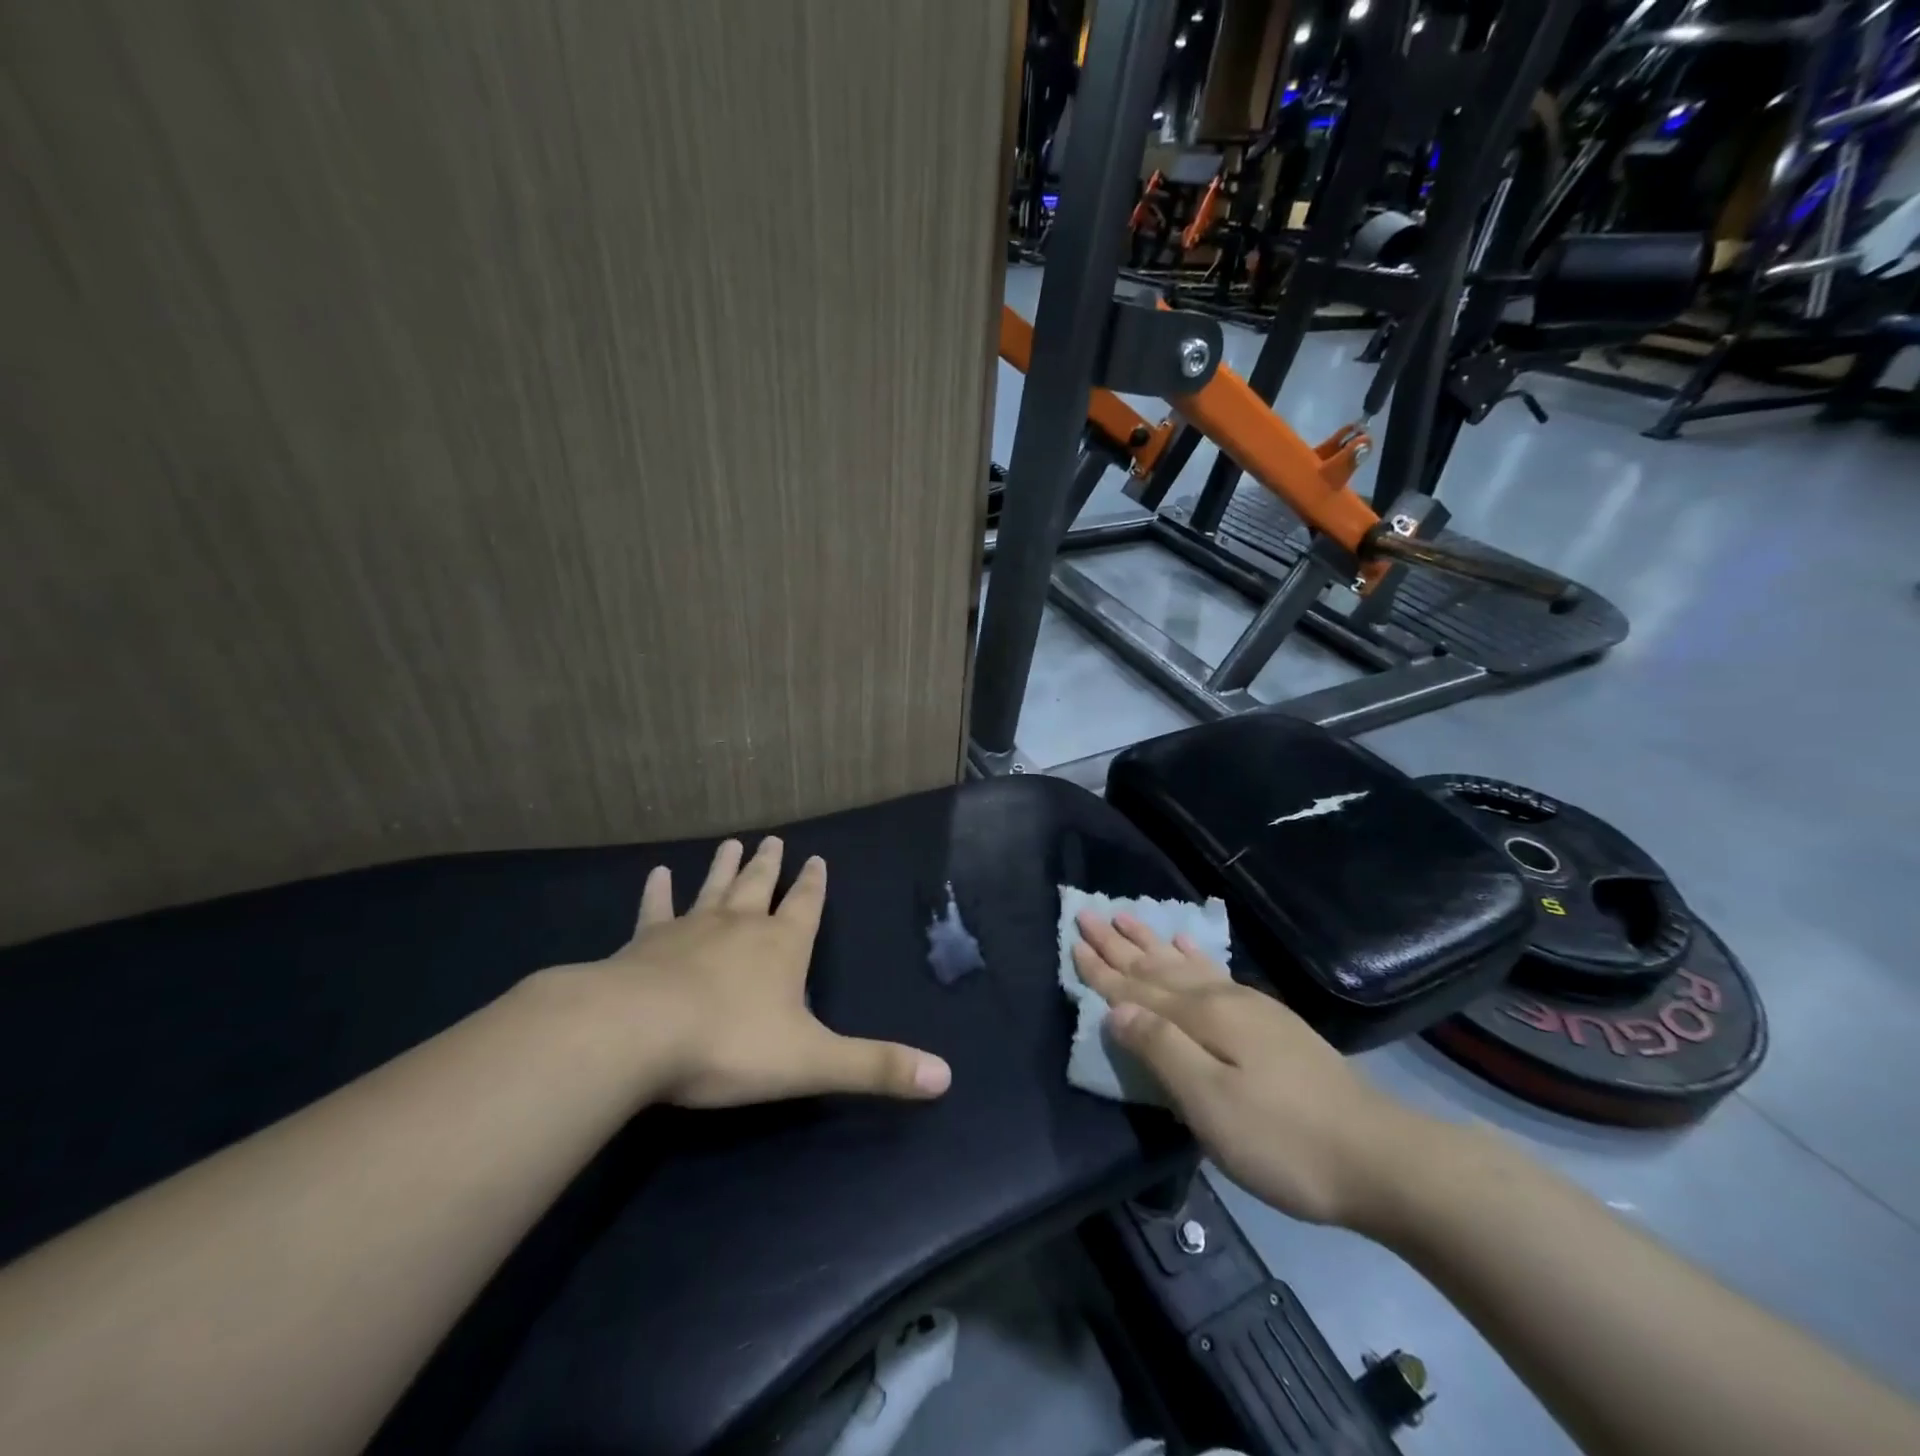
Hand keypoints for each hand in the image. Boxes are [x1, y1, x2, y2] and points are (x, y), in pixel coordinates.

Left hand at [578, 837, 951, 1107]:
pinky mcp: (644, 944)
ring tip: (731, 843)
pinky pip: (655, 910)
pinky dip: (657, 892)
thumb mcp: (813, 1061)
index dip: (813, 884)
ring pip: (713, 889)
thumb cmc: (731, 1045)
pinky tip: (656, 874)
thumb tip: (946, 1078)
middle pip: (759, 886)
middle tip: (773, 838)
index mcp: (782, 947)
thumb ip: (876, 1068)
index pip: (805, 905)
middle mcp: (739, 927)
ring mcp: (689, 930)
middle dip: (770, 865)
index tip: (816, 859)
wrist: (637, 1035)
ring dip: (723, 867)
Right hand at [1072, 910, 1422, 1228]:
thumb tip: (1114, 1009)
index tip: (1072, 939)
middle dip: (1118, 944)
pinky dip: (1194, 956)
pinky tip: (1186, 946)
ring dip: (1150, 943)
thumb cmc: (1283, 1140)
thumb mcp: (1210, 1104)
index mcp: (1201, 1019)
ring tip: (1126, 916)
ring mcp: (1249, 1007)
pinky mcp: (1269, 1021)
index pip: (1136, 989)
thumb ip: (1160, 1051)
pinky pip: (1216, 973)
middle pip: (1156, 967)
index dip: (1101, 969)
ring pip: (1183, 965)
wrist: (1379, 1157)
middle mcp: (1220, 1000)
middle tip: (1086, 912)